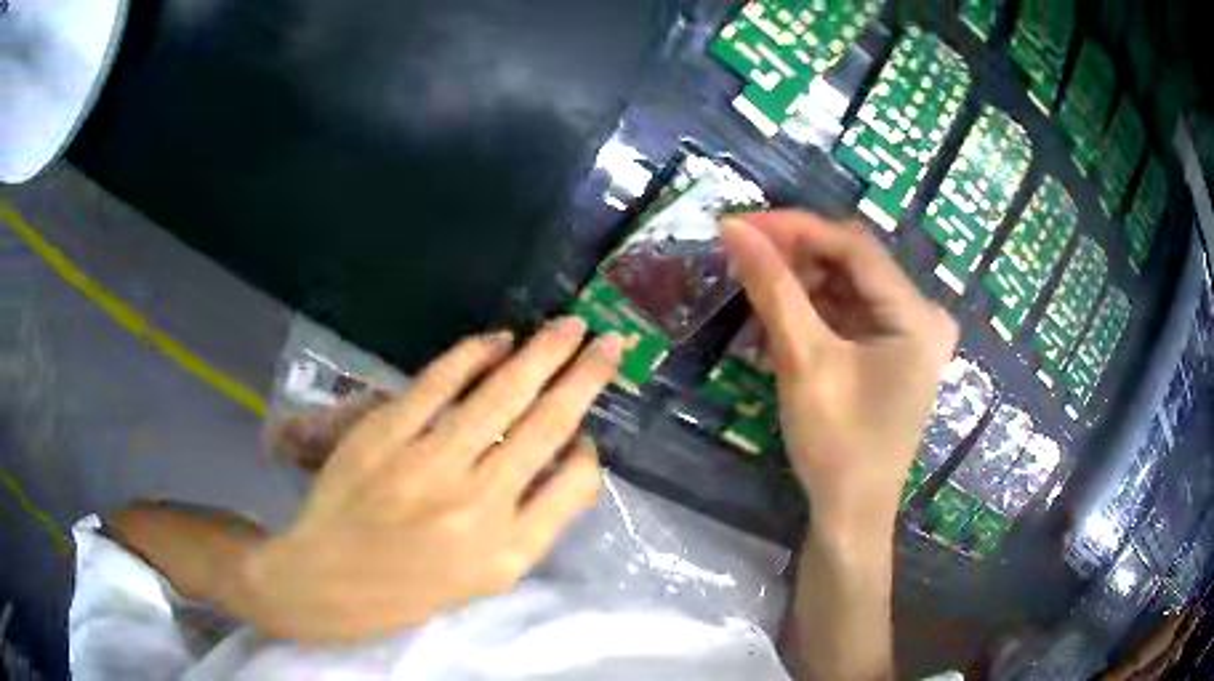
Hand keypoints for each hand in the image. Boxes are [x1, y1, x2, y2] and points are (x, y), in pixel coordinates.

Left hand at [230, 319, 621, 641]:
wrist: (328, 580)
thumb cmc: (412, 588)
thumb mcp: (487, 578)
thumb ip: (534, 522)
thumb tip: (565, 456)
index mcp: (508, 551)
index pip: (575, 484)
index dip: (588, 452)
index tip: (586, 435)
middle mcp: (477, 505)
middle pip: (547, 425)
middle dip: (586, 376)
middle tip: (611, 341)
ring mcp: (427, 465)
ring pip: (501, 394)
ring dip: (543, 353)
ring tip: (571, 326)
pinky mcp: (385, 434)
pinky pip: (439, 382)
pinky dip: (474, 354)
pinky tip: (500, 340)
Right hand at [721, 212, 957, 546]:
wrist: (851, 514)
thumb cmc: (837, 446)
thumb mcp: (804, 362)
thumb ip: (773, 289)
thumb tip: (734, 227)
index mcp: (917, 316)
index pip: (854, 246)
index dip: (796, 229)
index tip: (741, 224)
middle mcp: (922, 315)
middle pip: (853, 263)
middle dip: (796, 255)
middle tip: (742, 252)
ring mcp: (909, 334)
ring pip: (848, 285)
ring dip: (801, 281)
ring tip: (753, 283)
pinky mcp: (892, 351)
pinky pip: (850, 312)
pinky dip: (813, 309)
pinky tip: (779, 314)